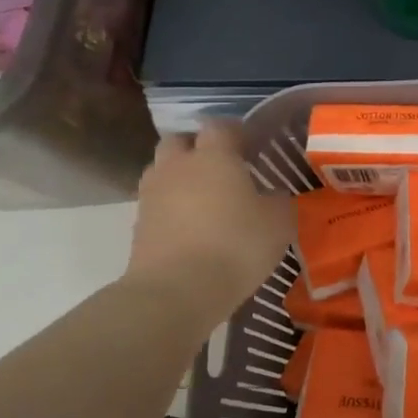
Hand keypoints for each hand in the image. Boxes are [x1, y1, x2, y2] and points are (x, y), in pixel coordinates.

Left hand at [126, 126, 294, 303]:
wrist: (177, 291)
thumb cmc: (236, 245)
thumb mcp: (278, 222)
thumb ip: (277, 200)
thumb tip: (272, 194)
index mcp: (214, 156)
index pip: (221, 127)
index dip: (236, 132)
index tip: (253, 145)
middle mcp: (177, 166)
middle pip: (179, 141)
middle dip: (197, 148)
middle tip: (222, 168)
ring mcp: (152, 195)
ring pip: (163, 171)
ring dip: (180, 177)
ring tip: (204, 199)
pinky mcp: (138, 226)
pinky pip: (157, 204)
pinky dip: (172, 209)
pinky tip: (192, 229)